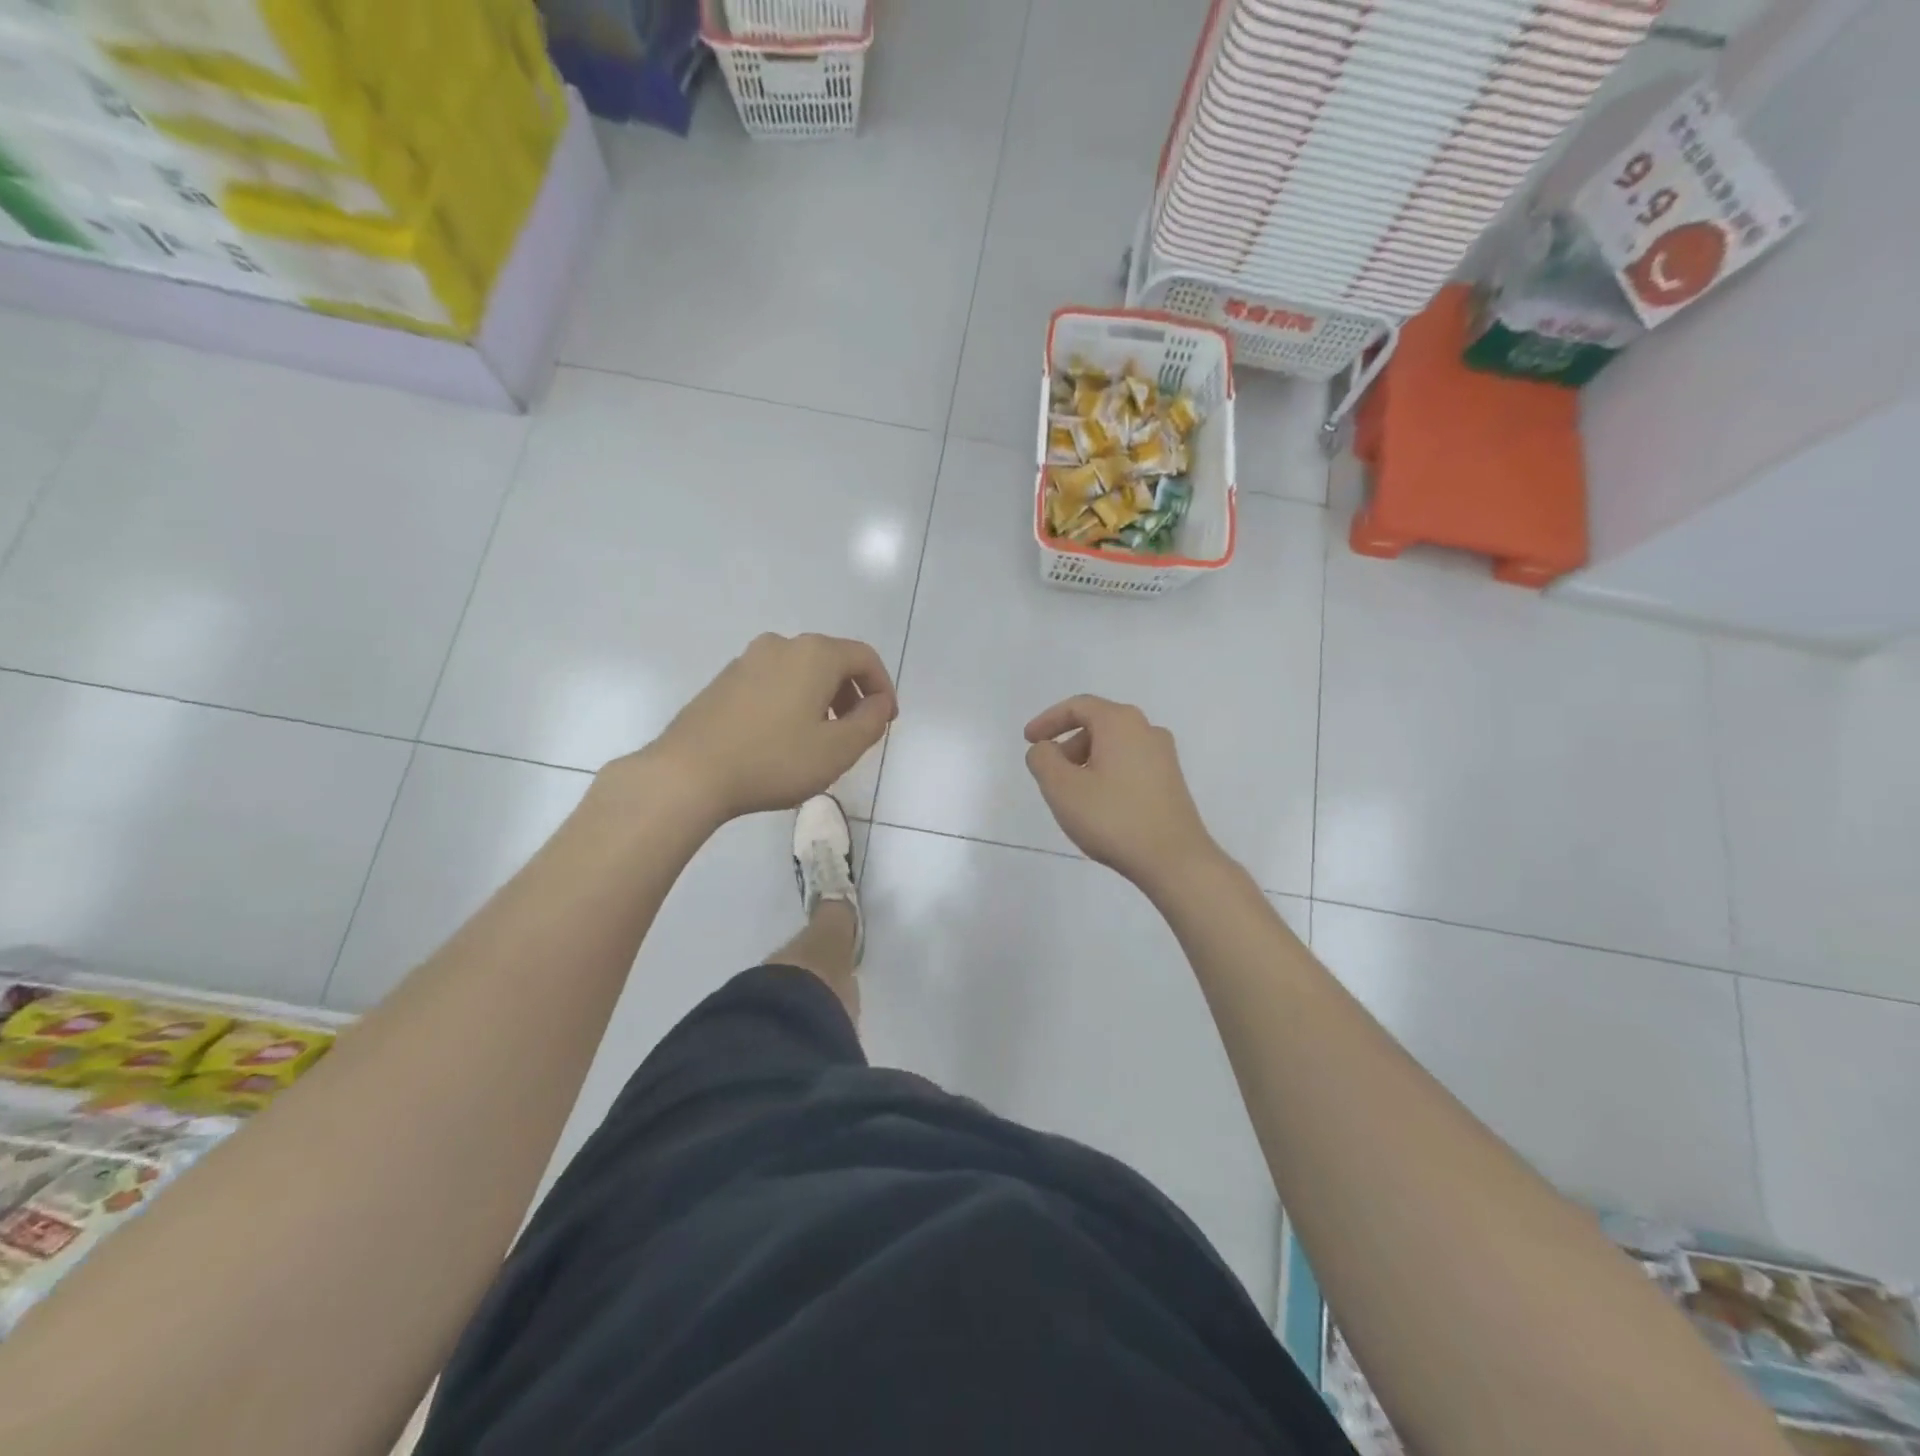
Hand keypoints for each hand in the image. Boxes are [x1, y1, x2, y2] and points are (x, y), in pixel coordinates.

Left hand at [638, 633, 896, 823]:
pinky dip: (792, 701)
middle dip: (852, 694)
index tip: (886, 720)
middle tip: (857, 731)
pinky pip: (773, 683)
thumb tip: (878, 703)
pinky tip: (783, 739)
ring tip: (821, 739)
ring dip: (821, 699)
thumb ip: (871, 722)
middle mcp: (781, 645)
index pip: (864, 657)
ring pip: (801, 672)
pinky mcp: (724, 681)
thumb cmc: (774, 760)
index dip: (883, 687)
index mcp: (814, 654)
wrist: (689, 773)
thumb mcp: (838, 749)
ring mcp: (747, 660)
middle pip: (832, 661)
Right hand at [1024, 695, 1220, 892]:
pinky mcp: (1171, 781)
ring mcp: (1164, 756)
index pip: (1078, 706)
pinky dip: (1106, 773)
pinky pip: (1129, 764)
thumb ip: (1043, 760)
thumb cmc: (1113, 818)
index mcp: (1121, 722)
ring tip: (1071, 794)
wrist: (1174, 860)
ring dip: (1086, 761)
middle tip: (1049, 772)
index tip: (1029, 740)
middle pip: (1098, 724)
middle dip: (1067, 744)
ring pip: (1114, 746)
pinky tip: (1098, 804)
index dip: (1048, 720)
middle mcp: (1147, 730)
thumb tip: (1045, 749)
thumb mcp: (1062, 788)